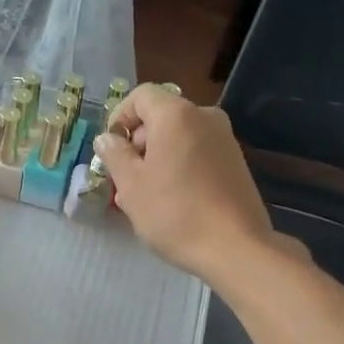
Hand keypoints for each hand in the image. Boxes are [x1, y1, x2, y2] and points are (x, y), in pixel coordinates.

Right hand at [93, 85, 276, 286]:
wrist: (234, 247)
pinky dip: (179, 168)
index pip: (141, 96)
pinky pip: (197, 154)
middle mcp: (205, 117)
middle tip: (124, 181)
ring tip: (144, 197)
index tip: (111, 151)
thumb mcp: (131, 185)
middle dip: (137, 144)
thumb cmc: (174, 212)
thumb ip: (115, 155)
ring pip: (179, 138)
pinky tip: (172, 201)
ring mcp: (225, 140)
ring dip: (157, 159)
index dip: (119, 118)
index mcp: (176, 115)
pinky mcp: (236, 163)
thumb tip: (107, 138)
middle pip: (161, 117)